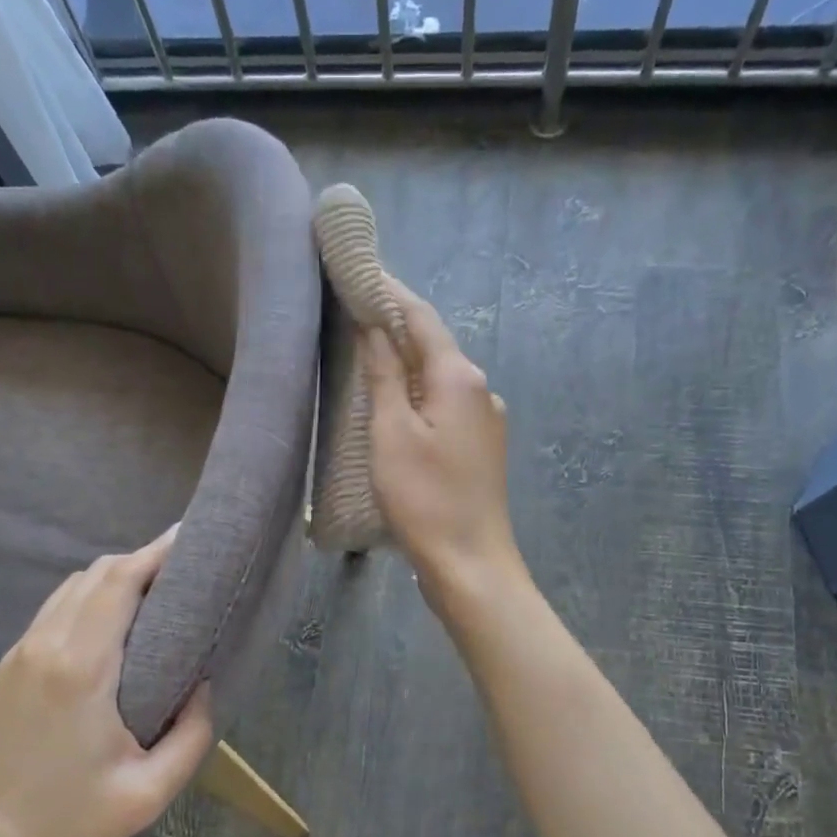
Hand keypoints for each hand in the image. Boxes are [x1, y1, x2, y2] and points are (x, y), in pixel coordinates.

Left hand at [0, 527, 213, 836]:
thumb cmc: (68, 822)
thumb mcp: (148, 794)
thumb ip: (192, 735)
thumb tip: (205, 687)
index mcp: (81, 667)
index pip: (120, 582)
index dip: (156, 552)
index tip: (189, 537)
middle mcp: (46, 645)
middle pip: (96, 574)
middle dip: (141, 560)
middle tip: (183, 568)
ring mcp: (19, 653)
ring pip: (71, 588)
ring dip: (113, 578)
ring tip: (154, 590)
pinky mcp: (6, 668)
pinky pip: (54, 611)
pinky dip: (88, 598)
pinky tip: (111, 620)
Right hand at [360, 279, 523, 607]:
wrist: (471, 563)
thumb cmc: (425, 498)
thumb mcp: (391, 433)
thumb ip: (384, 375)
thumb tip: (374, 326)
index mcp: (459, 377)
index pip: (420, 316)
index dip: (388, 292)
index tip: (356, 272)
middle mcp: (479, 388)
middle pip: (432, 344)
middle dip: (394, 324)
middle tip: (351, 308)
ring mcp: (485, 420)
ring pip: (438, 376)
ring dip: (404, 360)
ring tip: (364, 352)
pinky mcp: (481, 447)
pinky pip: (444, 404)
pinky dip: (417, 393)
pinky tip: (394, 403)